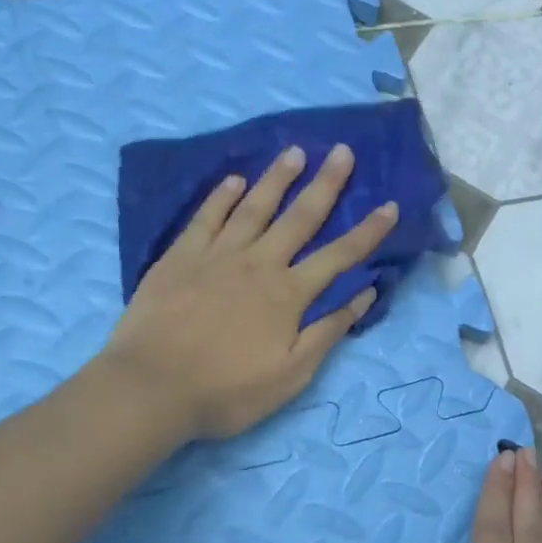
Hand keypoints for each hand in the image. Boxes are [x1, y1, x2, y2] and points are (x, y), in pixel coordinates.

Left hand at [102, 144, 397, 440]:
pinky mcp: (180, 257)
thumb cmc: (227, 391)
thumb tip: (365, 293)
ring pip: (254, 207)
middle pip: (300, 217)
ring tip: (295, 152)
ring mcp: (217, 255)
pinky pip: (206, 217)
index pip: (339, 256)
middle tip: (343, 151)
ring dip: (277, 178)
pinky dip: (222, 196)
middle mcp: (258, 263)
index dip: (368, 231)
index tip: (390, 206)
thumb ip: (328, 331)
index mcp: (289, 294)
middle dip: (326, 184)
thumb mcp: (291, 375)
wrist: (151, 387)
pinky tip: (234, 180)